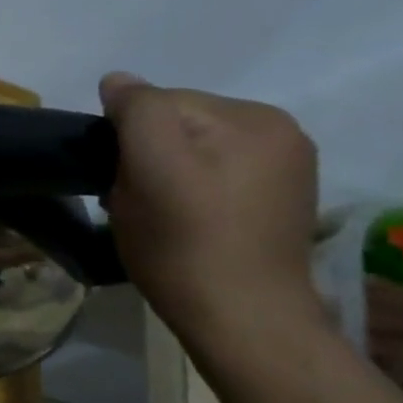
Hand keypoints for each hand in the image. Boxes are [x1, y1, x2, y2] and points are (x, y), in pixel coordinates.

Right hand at [98, 72, 321, 341]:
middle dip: (146, 156)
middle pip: (179, 127)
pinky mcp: (277, 205)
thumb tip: (117, 81)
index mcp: (256, 117)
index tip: (119, 180)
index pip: (162, 103)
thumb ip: (137, 109)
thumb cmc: (186, 240)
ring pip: (193, 154)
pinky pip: (215, 178)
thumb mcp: (150, 164)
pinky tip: (186, 223)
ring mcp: (285, 172)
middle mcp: (280, 134)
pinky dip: (190, 193)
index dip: (127, 138)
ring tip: (157, 216)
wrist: (241, 320)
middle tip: (134, 202)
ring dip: (164, 176)